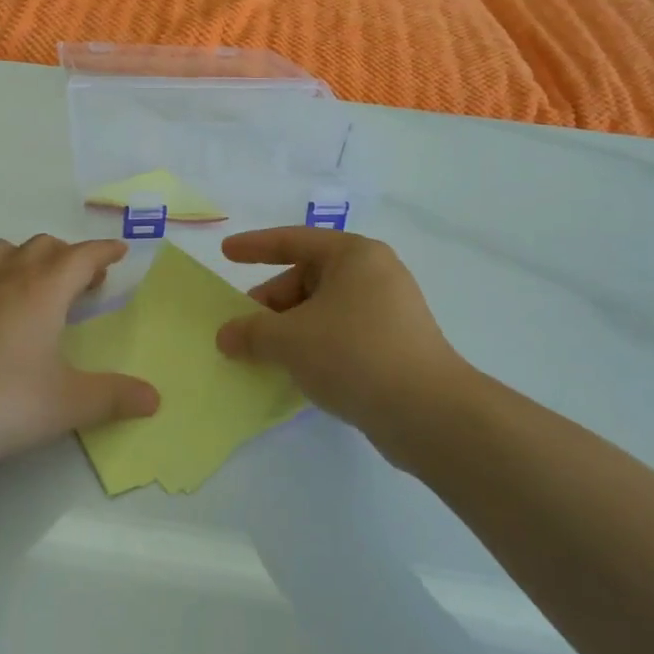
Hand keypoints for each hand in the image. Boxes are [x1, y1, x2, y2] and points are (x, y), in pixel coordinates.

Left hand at [0, 235, 159, 471]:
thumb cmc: (0, 401)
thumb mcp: (66, 404)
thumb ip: (113, 398)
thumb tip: (155, 399)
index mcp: (42, 290)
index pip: (80, 256)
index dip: (103, 251)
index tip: (119, 250)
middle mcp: (7, 280)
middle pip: (43, 247)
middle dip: (70, 256)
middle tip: (86, 283)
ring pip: (5, 252)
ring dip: (30, 258)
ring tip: (41, 288)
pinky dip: (1, 280)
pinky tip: (0, 320)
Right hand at [215, 228, 463, 443]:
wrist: (428, 412)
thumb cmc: (353, 354)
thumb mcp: (289, 339)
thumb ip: (251, 332)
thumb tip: (226, 336)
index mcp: (354, 255)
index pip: (294, 241)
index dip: (255, 247)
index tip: (226, 252)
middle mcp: (375, 274)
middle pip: (308, 278)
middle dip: (271, 302)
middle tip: (243, 328)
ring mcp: (390, 311)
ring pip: (324, 309)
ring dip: (290, 328)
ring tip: (265, 356)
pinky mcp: (396, 345)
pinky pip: (342, 334)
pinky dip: (315, 345)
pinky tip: (297, 372)